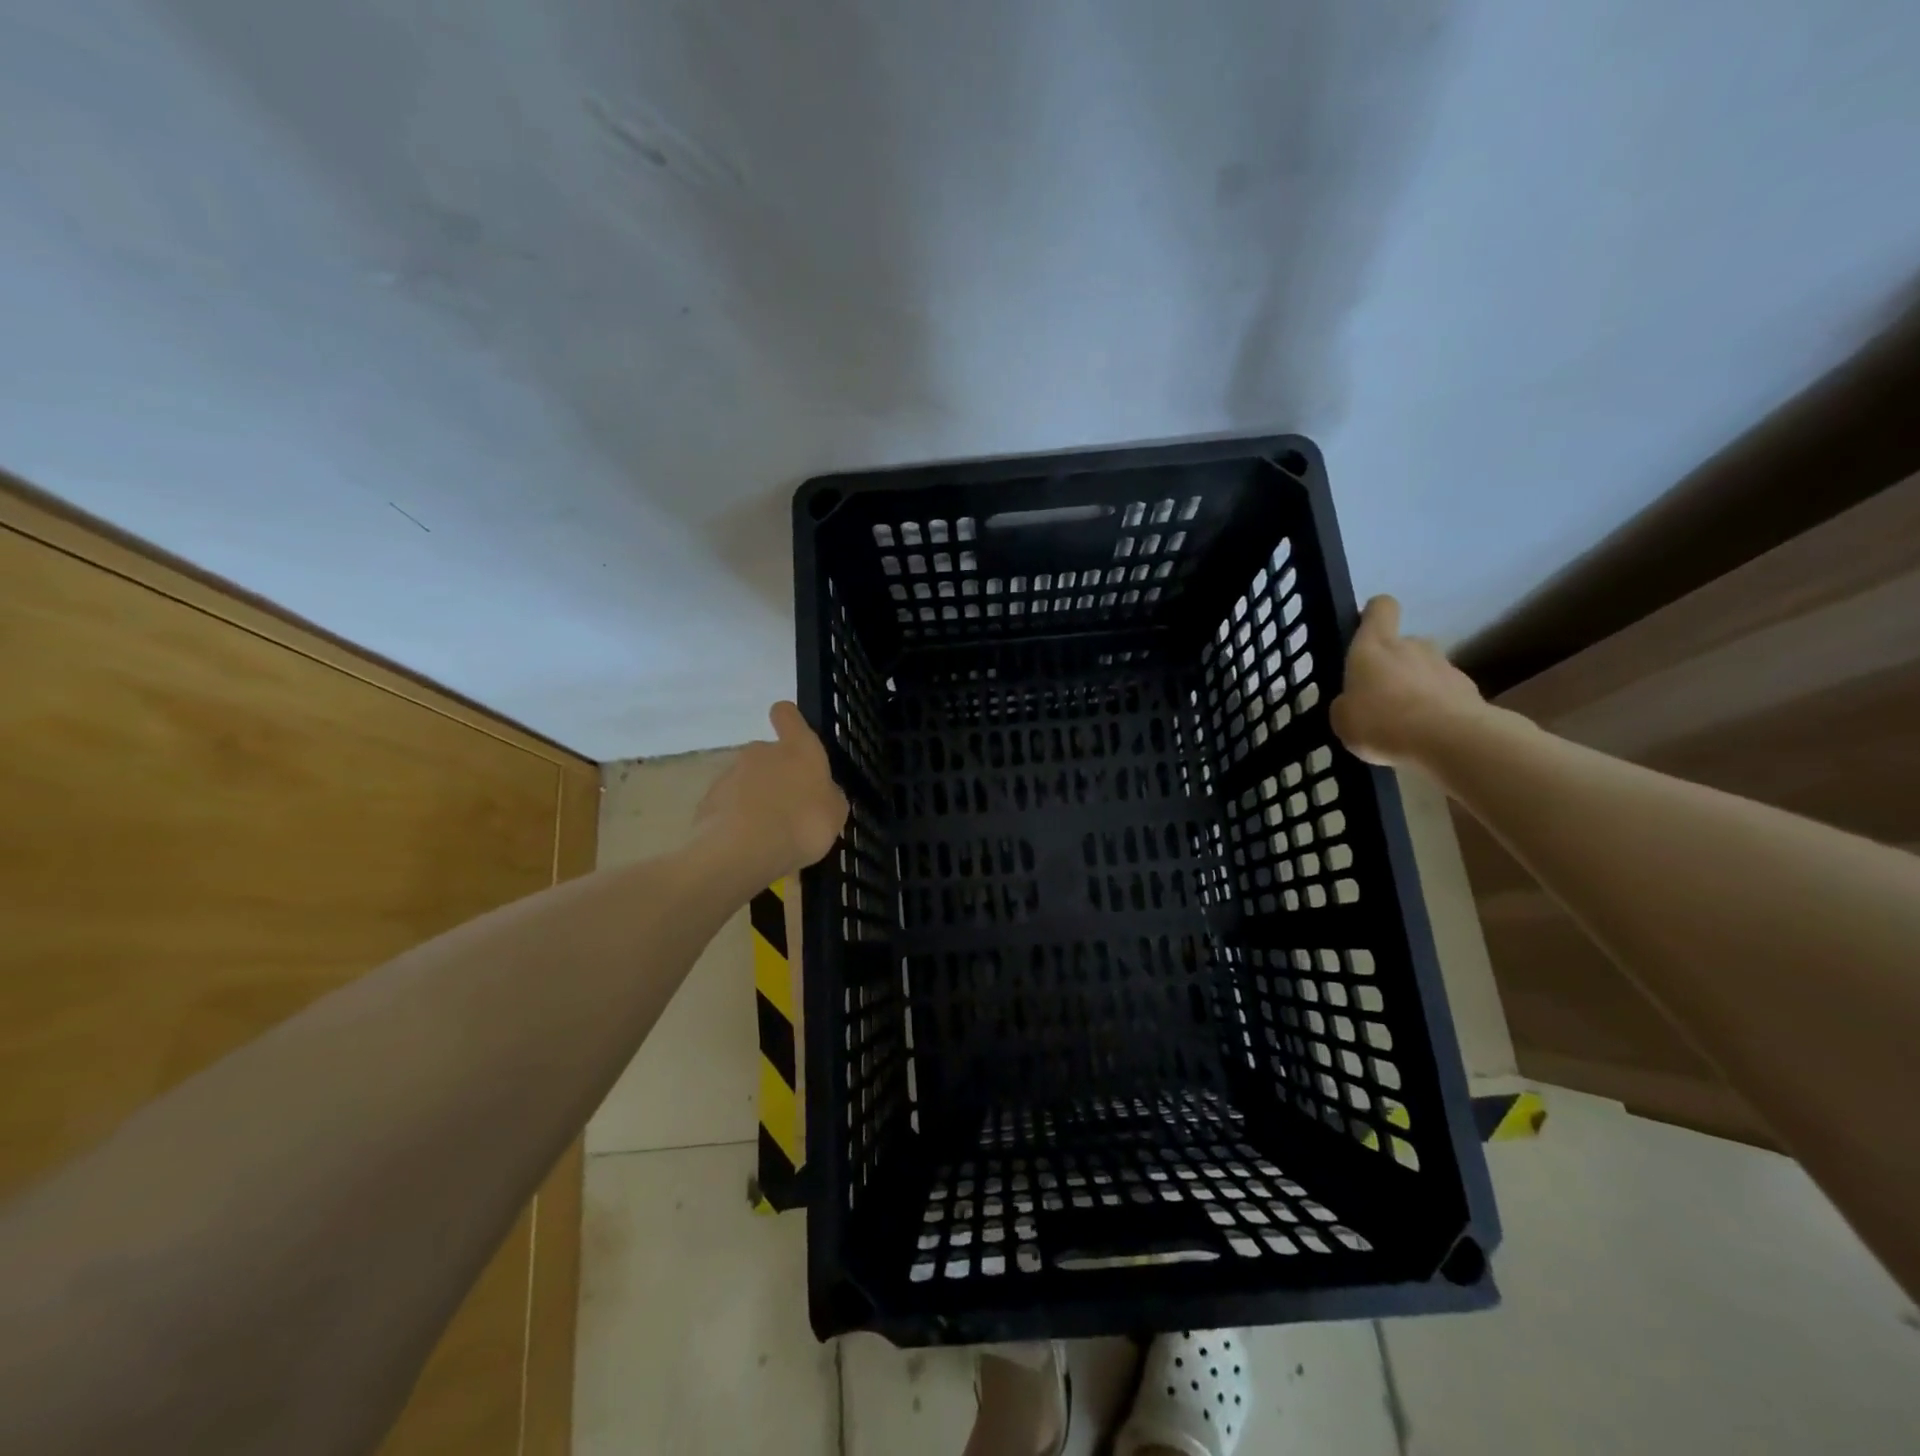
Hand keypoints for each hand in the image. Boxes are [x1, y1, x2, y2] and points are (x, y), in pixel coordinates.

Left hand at [696, 701, 848, 881]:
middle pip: (768, 755)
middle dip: (776, 776)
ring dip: (756, 800)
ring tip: (768, 835)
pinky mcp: (708, 801)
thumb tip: (823, 792)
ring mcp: (730, 775)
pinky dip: (736, 820)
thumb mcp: (835, 814)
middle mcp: (761, 752)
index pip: (787, 715)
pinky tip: (747, 846)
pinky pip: (728, 807)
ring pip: (747, 782)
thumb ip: (828, 796)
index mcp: (798, 748)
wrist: (743, 851)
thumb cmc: (803, 824)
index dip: (789, 721)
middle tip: (789, 809)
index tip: (792, 735)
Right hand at [1330, 596, 1490, 768]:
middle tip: (1378, 697)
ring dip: (1414, 689)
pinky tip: (1425, 736)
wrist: (1449, 740)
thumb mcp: (1342, 719)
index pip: (1380, 608)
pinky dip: (1435, 709)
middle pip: (1402, 644)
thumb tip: (1354, 702)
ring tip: (1403, 723)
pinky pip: (1444, 695)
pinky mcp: (1469, 691)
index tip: (1364, 631)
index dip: (1372, 614)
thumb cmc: (1382, 721)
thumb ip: (1346, 704)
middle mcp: (1412, 646)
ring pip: (1424, 670)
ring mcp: (1445, 666)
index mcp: (1374, 646)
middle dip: (1391, 666)